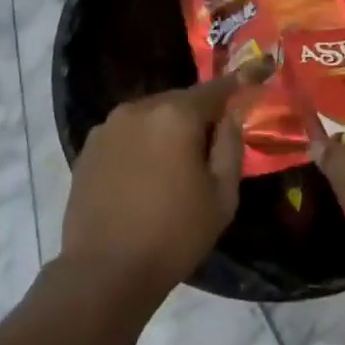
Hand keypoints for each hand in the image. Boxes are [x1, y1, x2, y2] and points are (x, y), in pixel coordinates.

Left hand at [60, 62, 268, 297]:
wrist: (106, 270)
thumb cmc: (175, 234)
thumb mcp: (222, 195)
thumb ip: (230, 146)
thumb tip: (230, 116)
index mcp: (176, 116)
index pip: (216, 89)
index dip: (238, 84)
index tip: (256, 74)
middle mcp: (138, 109)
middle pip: (180, 101)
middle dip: (199, 115)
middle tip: (213, 143)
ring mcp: (107, 127)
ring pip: (151, 116)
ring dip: (168, 129)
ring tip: (177, 163)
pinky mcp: (87, 149)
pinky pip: (127, 134)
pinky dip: (143, 143)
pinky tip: (146, 174)